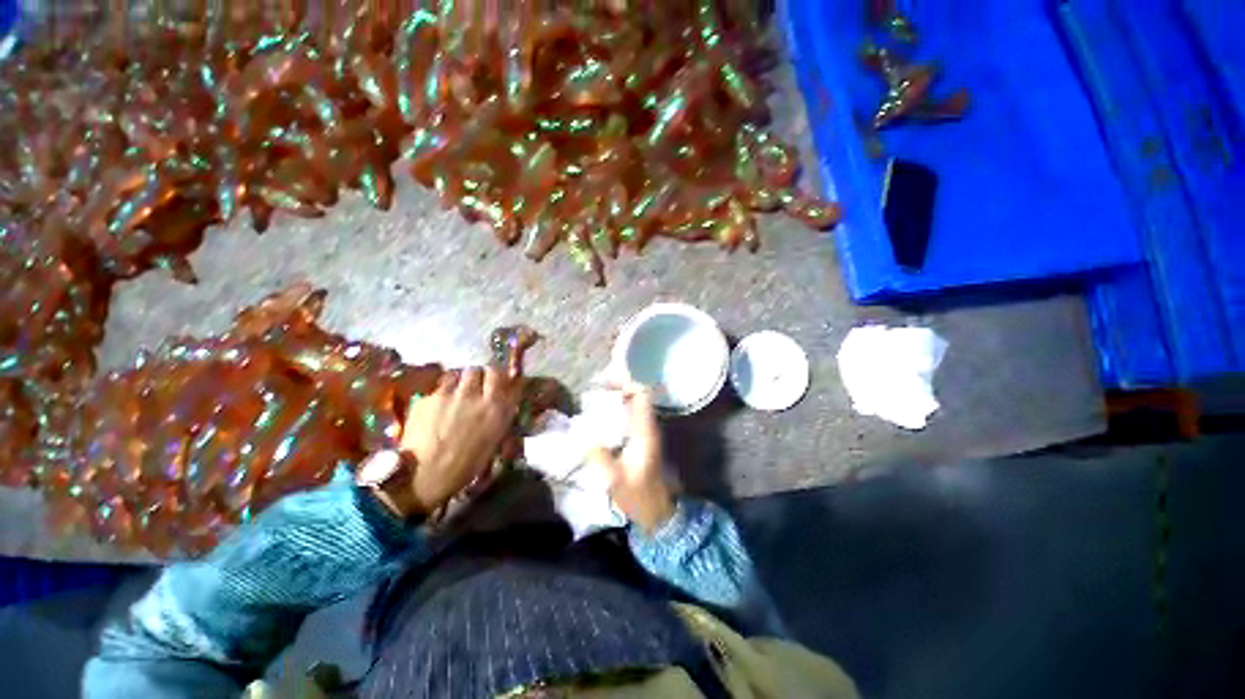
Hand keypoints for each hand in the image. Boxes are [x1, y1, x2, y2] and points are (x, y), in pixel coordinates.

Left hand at [398, 366, 521, 515]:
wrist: (424, 476)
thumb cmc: (465, 465)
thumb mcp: (494, 439)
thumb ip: (500, 414)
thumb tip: (504, 400)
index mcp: (496, 407)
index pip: (501, 375)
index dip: (497, 377)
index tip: (495, 383)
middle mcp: (476, 395)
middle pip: (480, 369)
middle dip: (479, 376)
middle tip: (475, 386)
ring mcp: (450, 394)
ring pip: (459, 373)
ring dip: (461, 380)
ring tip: (456, 392)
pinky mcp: (428, 397)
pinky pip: (439, 385)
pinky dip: (442, 390)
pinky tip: (438, 404)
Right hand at [588, 384, 675, 533]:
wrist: (657, 510)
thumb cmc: (639, 495)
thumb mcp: (615, 479)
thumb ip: (599, 457)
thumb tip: (581, 437)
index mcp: (645, 431)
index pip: (642, 395)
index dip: (626, 383)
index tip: (604, 383)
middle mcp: (649, 426)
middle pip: (638, 396)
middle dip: (618, 387)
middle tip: (595, 389)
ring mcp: (647, 431)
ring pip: (635, 404)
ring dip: (618, 397)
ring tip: (595, 398)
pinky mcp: (642, 438)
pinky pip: (632, 415)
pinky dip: (619, 409)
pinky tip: (602, 415)